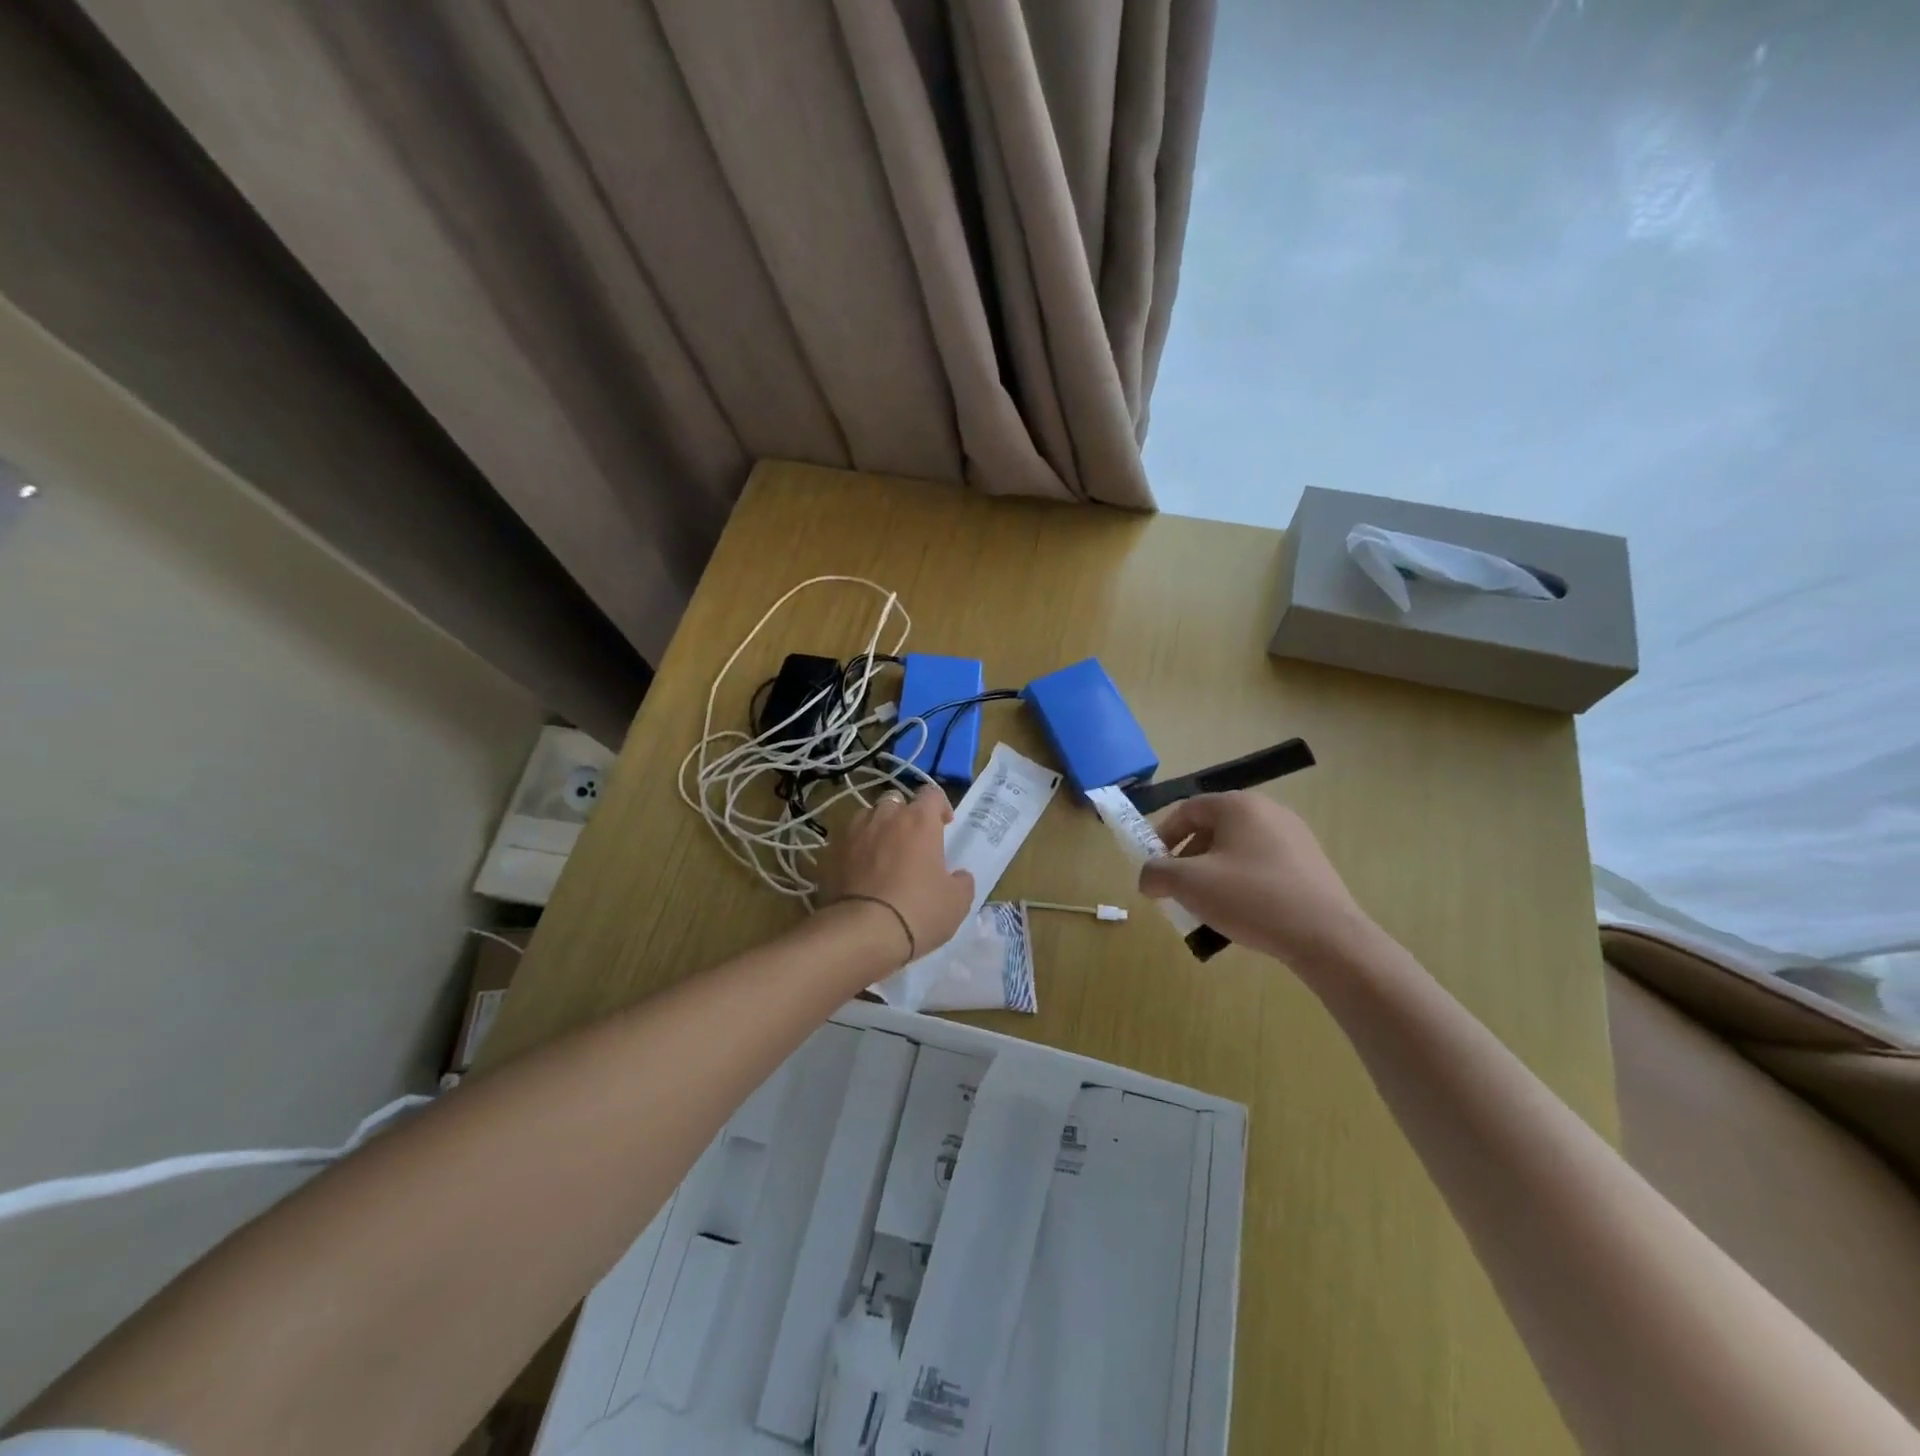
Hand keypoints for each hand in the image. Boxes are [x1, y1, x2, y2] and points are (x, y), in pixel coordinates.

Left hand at [817, 785, 974, 965]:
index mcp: (919, 821)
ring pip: (866, 818)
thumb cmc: (918, 911)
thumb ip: (962, 882)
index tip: (944, 825)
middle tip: (911, 841)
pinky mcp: (828, 853)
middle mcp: (884, 817)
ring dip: (876, 829)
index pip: (931, 794)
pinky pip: (845, 842)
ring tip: (881, 855)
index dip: (939, 807)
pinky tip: (857, 873)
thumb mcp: (957, 902)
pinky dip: (853, 851)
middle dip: (904, 816)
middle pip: (895, 802)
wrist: (861, 933)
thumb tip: (959, 876)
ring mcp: (852, 832)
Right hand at [1138, 792, 1375, 971]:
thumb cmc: (1250, 898)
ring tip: (1208, 906)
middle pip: (1213, 828)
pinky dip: (1243, 881)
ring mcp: (1295, 836)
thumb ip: (1156, 874)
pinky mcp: (1311, 864)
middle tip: (1179, 889)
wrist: (1326, 937)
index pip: (1188, 809)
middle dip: (1189, 858)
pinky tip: (1243, 912)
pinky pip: (1263, 864)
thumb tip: (1148, 878)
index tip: (1155, 866)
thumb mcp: (1189, 884)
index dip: (1163, 836)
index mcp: (1238, 805)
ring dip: (1215, 872)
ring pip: (1238, 848)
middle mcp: (1268, 811)